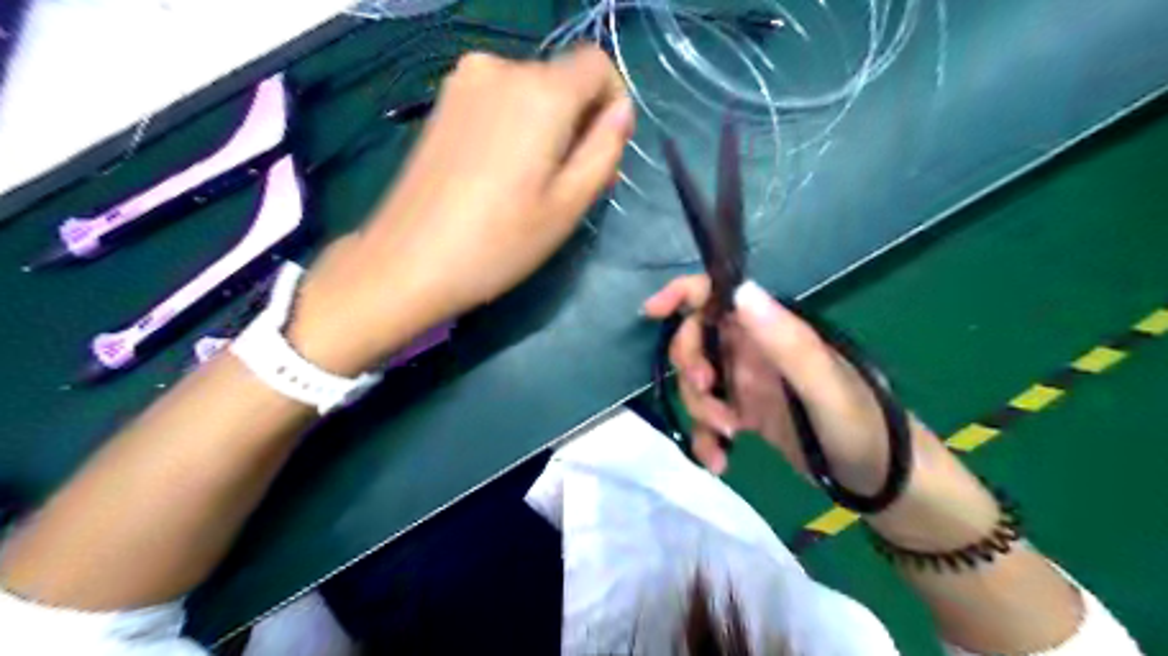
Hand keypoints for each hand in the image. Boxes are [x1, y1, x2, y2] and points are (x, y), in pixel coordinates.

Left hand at [295, 43, 636, 374]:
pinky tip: (504, 173)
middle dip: (580, 121)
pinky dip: (517, 127)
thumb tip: (621, 113)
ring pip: (532, 91)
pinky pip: (501, 101)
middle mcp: (500, 69)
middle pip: (563, 79)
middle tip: (572, 182)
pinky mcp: (444, 103)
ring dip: (548, 127)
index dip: (612, 102)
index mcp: (539, 93)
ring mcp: (464, 82)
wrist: (408, 261)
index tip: (605, 150)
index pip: (597, 64)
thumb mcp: (568, 205)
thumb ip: (604, 150)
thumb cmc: (499, 242)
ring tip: (536, 184)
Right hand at [644, 277, 999, 548]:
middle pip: (697, 340)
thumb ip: (785, 341)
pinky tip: (720, 462)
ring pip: (699, 382)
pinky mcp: (748, 414)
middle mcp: (756, 349)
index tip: (651, 312)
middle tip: (708, 395)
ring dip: (700, 409)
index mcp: (773, 329)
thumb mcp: (824, 387)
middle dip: (690, 367)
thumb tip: (739, 290)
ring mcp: (749, 383)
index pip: (718, 295)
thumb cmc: (862, 427)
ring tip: (726, 438)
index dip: (681, 294)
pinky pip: (711, 418)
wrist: (884, 482)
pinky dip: (707, 438)